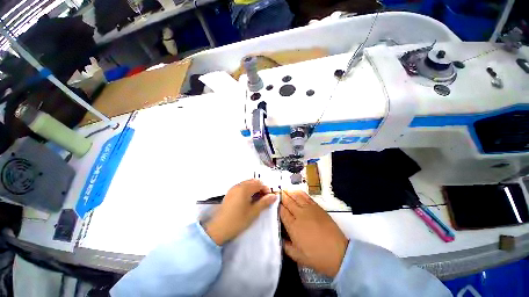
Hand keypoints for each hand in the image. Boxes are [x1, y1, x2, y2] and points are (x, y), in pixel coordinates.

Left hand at [205, 179, 276, 245]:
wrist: (218, 229)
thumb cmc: (238, 221)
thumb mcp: (253, 212)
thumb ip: (264, 202)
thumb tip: (274, 196)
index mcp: (245, 188)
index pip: (259, 183)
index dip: (266, 189)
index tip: (269, 197)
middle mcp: (238, 185)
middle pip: (253, 181)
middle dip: (260, 188)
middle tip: (263, 198)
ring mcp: (233, 188)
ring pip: (247, 184)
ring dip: (254, 189)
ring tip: (256, 200)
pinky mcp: (229, 193)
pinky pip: (241, 187)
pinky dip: (247, 190)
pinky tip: (248, 200)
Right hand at [280, 191, 348, 277]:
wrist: (339, 253)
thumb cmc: (317, 257)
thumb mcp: (297, 256)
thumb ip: (285, 245)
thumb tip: (279, 237)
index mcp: (293, 226)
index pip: (282, 211)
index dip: (276, 205)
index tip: (272, 202)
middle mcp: (299, 214)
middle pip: (287, 201)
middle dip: (280, 196)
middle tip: (275, 192)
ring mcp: (309, 209)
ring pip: (296, 196)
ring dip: (288, 192)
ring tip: (283, 189)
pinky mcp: (317, 207)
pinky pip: (306, 196)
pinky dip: (299, 192)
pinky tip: (295, 191)